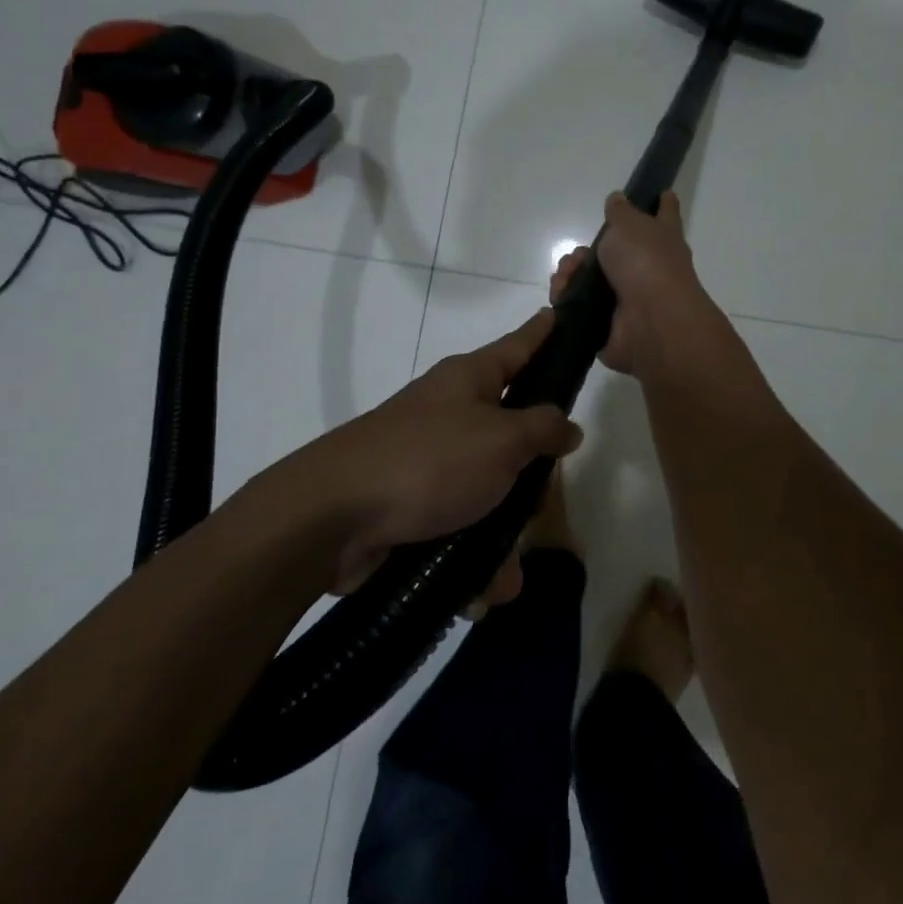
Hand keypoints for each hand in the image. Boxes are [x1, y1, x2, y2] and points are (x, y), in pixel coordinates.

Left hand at [290, 310, 582, 599]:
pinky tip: (479, 590)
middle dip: (529, 475)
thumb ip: (543, 429)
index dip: (543, 331)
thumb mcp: (501, 439)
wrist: (334, 517)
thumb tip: (568, 425)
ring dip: (502, 536)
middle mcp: (452, 413)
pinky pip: (461, 528)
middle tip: (539, 498)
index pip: (519, 345)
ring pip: (490, 491)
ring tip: (502, 570)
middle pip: (512, 432)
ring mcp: (431, 461)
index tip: (560, 313)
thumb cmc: (429, 461)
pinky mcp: (414, 506)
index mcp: (470, 380)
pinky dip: (472, 559)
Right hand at [551, 191, 726, 377]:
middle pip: (615, 250)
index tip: (663, 193)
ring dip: (572, 273)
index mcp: (662, 239)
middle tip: (578, 254)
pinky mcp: (608, 321)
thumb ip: (620, 212)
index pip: (665, 214)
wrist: (650, 321)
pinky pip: (580, 305)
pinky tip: (560, 293)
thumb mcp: (629, 224)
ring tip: (566, 274)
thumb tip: (618, 199)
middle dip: (587, 250)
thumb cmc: (646, 262)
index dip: (662, 203)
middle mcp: (649, 267)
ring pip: (591, 278)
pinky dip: (566, 298)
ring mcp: (629, 296)